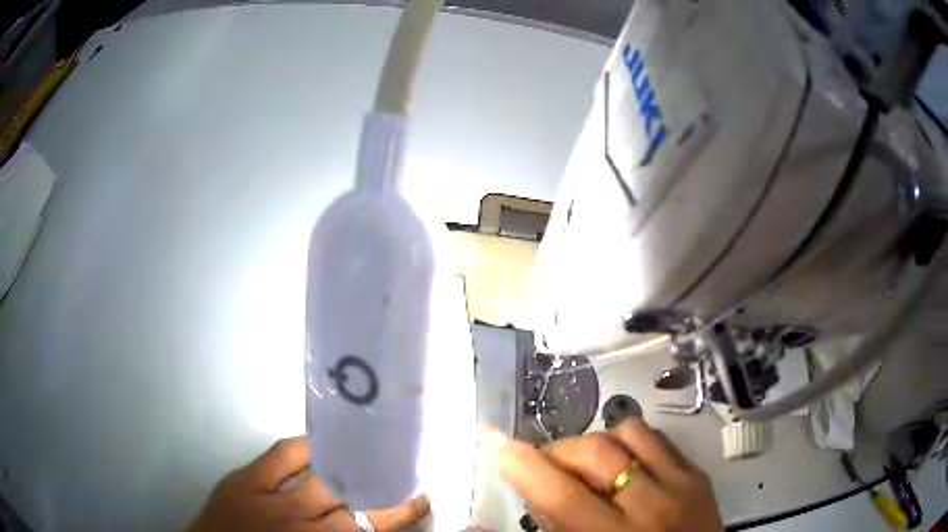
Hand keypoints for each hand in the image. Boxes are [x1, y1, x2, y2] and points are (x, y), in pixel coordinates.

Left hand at [188, 436, 428, 531]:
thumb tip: (364, 527)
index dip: (402, 517)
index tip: (423, 503)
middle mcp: (305, 529)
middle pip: (360, 512)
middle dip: (391, 499)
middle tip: (412, 486)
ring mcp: (274, 502)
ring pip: (327, 482)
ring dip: (357, 470)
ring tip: (378, 455)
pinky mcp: (246, 480)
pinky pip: (283, 455)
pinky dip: (307, 446)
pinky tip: (324, 441)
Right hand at [481, 419, 722, 531]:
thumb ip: (553, 531)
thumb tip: (511, 504)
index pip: (561, 496)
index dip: (523, 465)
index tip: (493, 441)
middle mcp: (650, 508)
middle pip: (594, 453)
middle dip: (559, 451)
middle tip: (547, 465)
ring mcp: (680, 485)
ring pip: (628, 433)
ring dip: (595, 442)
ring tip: (588, 464)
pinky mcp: (698, 474)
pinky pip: (656, 437)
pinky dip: (628, 441)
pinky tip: (623, 462)